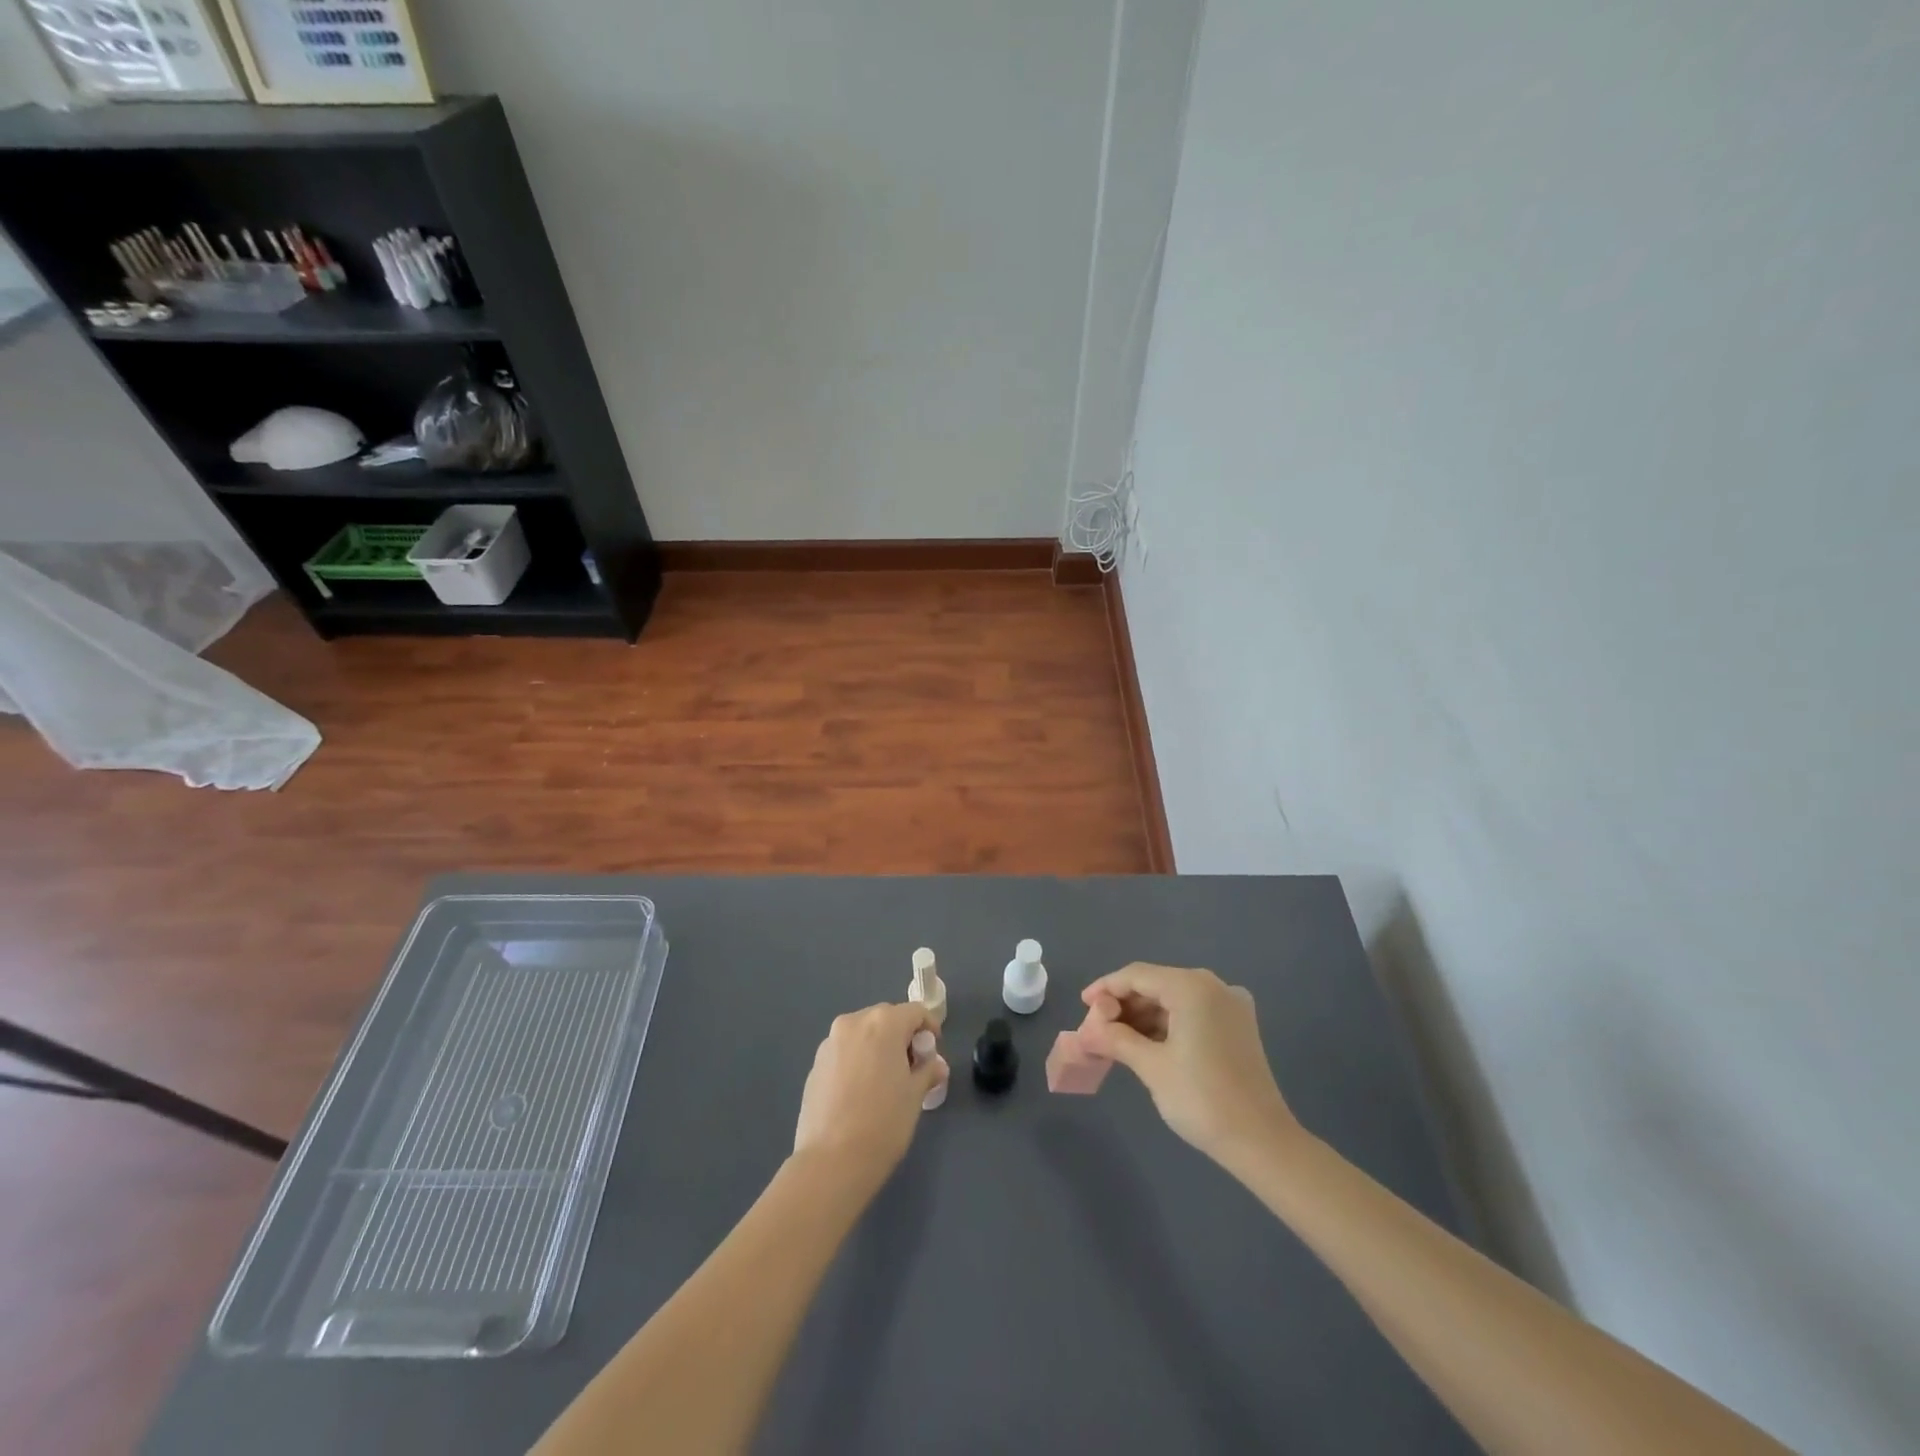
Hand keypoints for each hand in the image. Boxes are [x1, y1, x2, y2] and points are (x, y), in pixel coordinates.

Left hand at [793, 1003, 943, 1187]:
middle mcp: (854, 1023)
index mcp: (883, 1023)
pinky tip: (860, 1093)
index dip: (929, 1028)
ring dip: (878, 1048)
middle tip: (912, 1069)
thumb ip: (928, 1071)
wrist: (831, 1162)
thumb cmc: (883, 1123)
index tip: (933, 1054)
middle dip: (902, 1038)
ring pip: (862, 1034)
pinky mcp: (814, 1064)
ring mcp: (830, 1043)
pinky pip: (844, 1052)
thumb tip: (936, 1065)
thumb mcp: (915, 1095)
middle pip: (886, 1019)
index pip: (915, 1012)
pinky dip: (857, 1061)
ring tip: (885, 1081)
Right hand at [1078, 962, 1300, 1167]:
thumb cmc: (1202, 1099)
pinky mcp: (1238, 1025)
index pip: (1137, 975)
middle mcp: (1214, 986)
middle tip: (1099, 1028)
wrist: (1262, 1142)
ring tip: (1117, 1039)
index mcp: (1192, 987)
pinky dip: (1168, 1024)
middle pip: (1157, 983)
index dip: (1106, 988)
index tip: (1083, 1006)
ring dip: (1145, 1015)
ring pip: (1175, 998)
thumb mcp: (1151, 1066)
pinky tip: (1147, 1043)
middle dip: (1125, 1004)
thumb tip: (1085, 1031)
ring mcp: (1230, 1005)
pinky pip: (1193, 1012)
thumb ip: (1115, 1039)